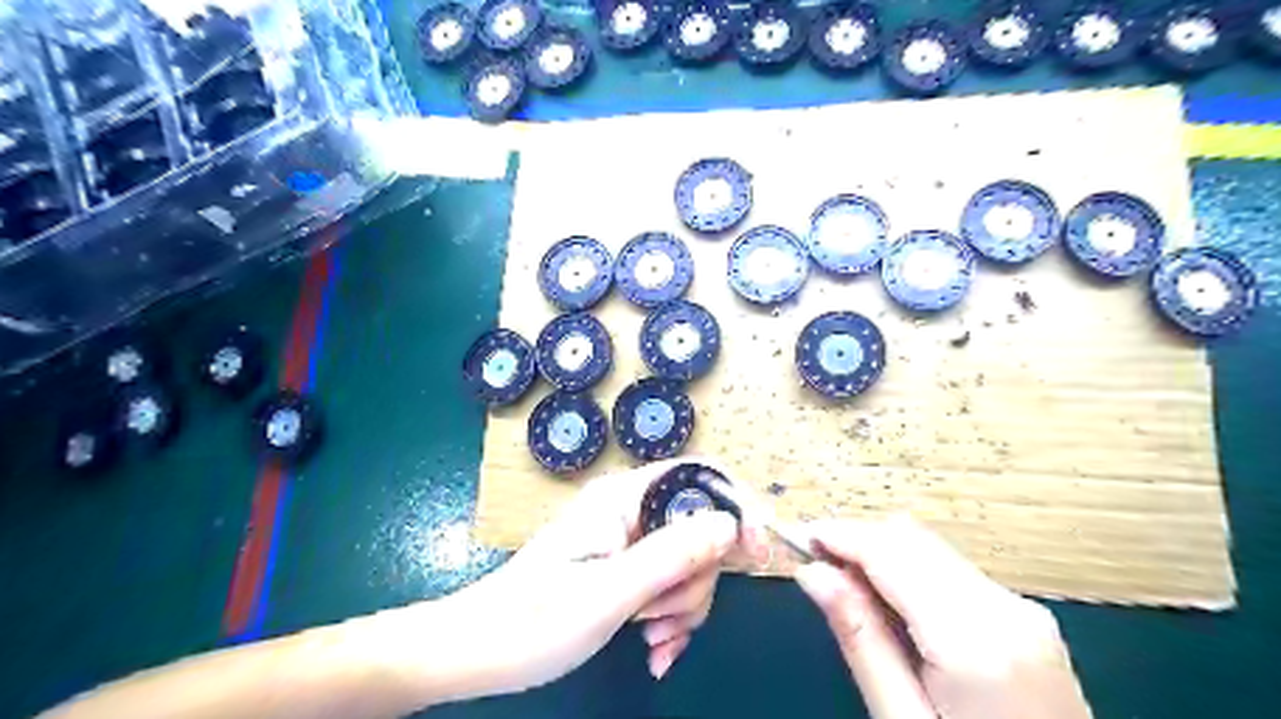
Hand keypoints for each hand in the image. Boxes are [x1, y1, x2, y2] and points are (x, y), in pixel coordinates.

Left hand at [423, 462, 739, 701]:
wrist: (480, 652)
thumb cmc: (535, 620)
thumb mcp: (611, 592)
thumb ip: (673, 554)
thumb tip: (730, 524)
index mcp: (623, 498)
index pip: (698, 475)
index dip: (733, 506)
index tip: (754, 553)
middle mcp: (630, 510)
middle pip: (699, 528)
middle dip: (696, 580)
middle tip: (665, 619)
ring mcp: (628, 540)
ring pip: (688, 563)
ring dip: (682, 607)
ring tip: (652, 640)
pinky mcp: (625, 568)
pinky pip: (669, 584)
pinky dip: (671, 617)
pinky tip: (654, 650)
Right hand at [799, 518, 1084, 718]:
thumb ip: (861, 639)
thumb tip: (813, 572)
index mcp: (976, 640)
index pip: (891, 551)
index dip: (839, 534)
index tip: (797, 539)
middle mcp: (1005, 607)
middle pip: (911, 538)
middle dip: (856, 540)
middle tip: (815, 568)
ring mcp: (1021, 609)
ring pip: (929, 547)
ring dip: (880, 553)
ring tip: (845, 588)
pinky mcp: (1024, 616)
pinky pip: (950, 569)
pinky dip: (909, 571)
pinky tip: (889, 604)